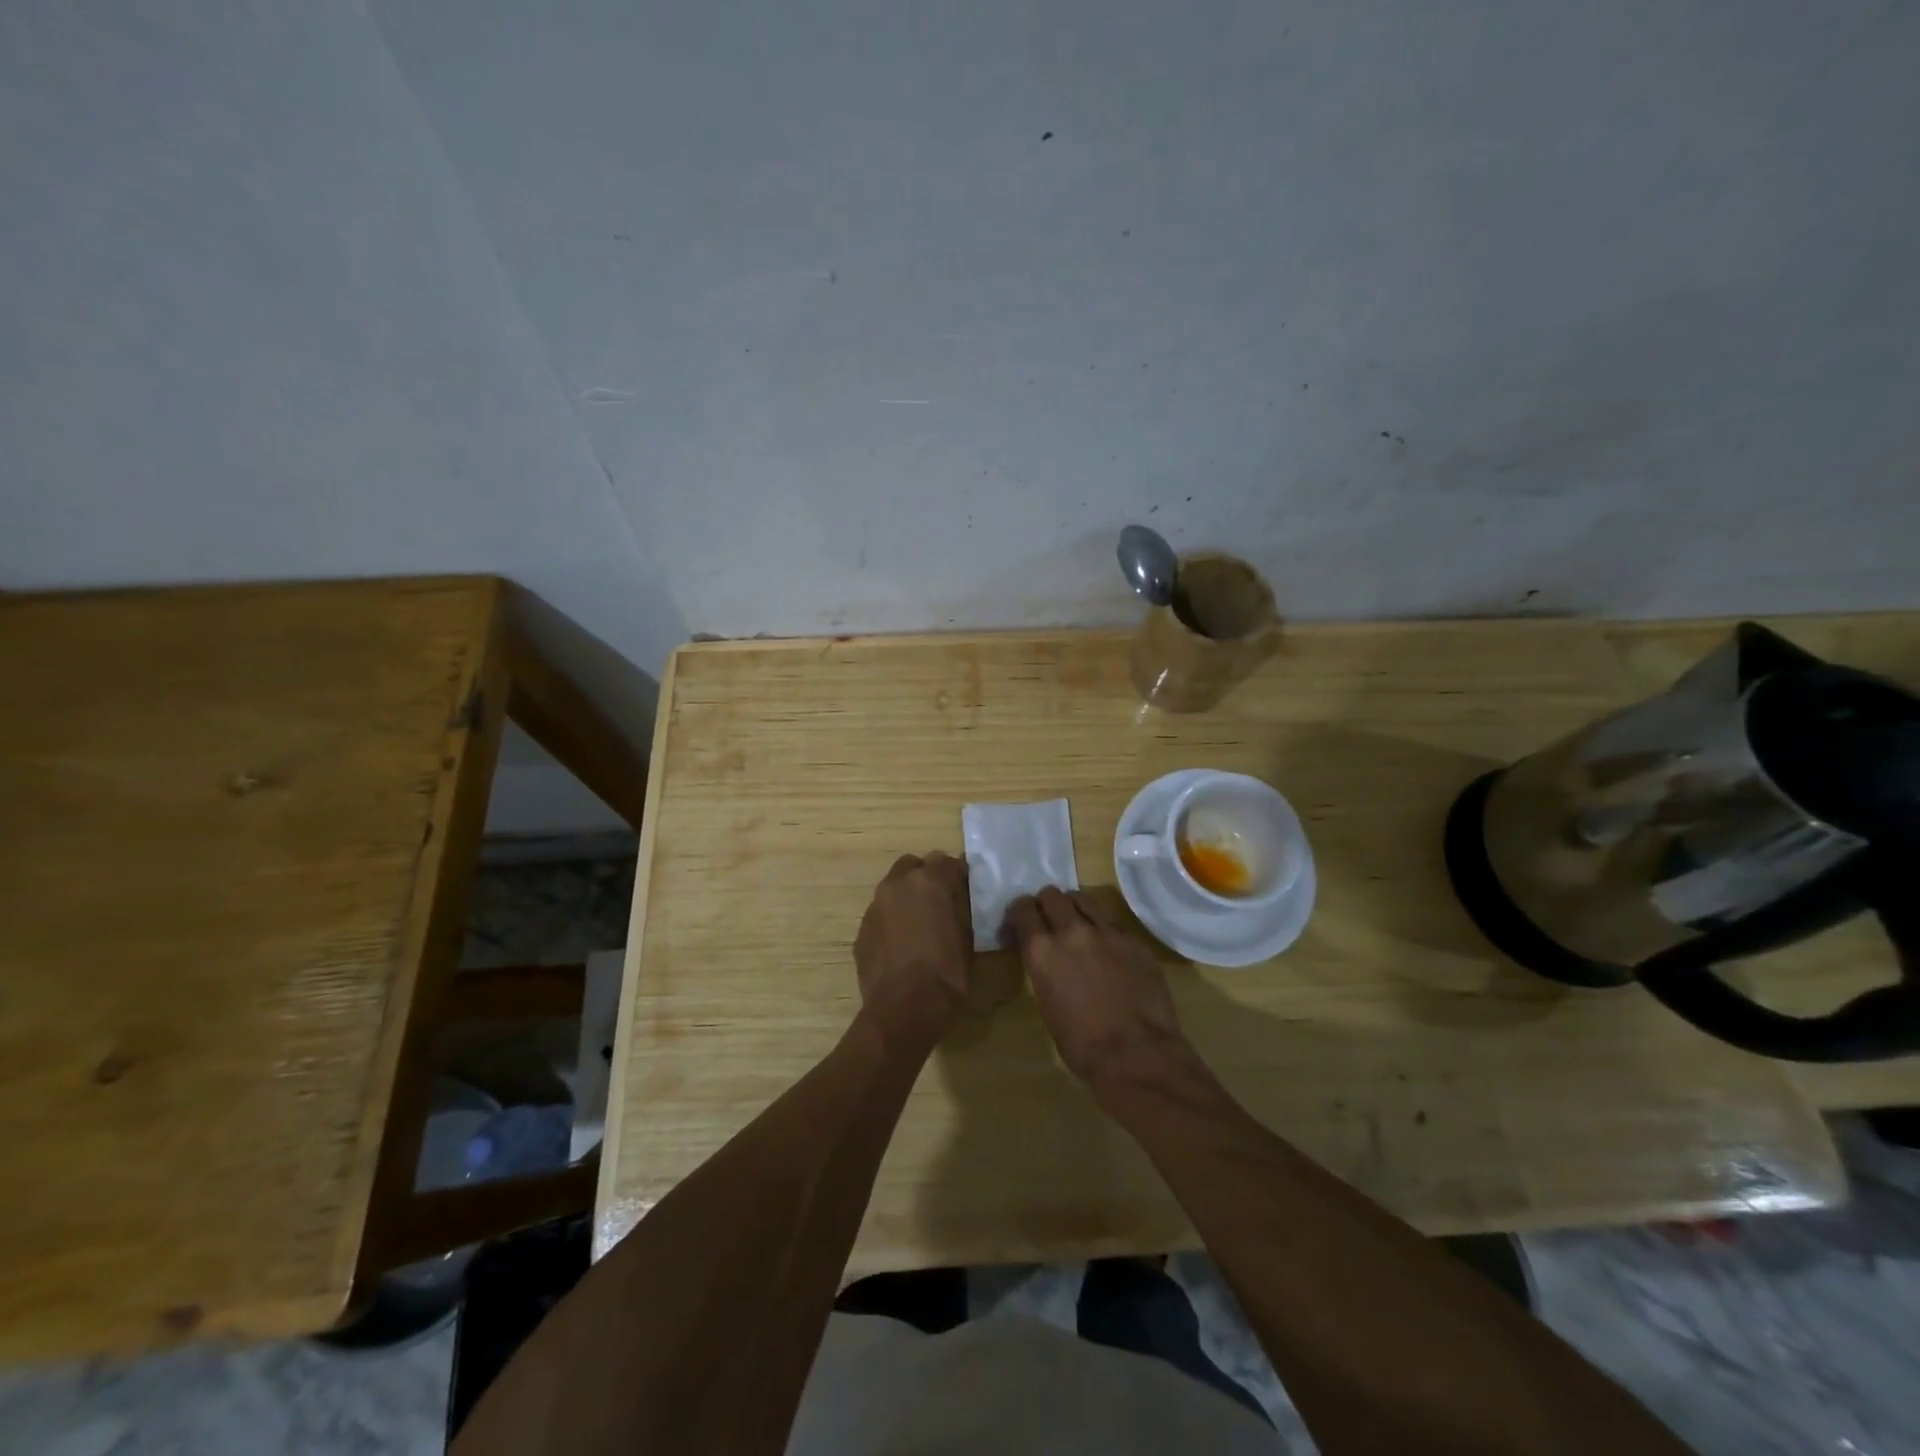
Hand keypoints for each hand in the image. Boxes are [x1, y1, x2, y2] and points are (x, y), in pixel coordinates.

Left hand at [854, 852, 973, 1052]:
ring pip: (893, 889)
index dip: (959, 875)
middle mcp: (897, 885)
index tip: (967, 890)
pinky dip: (892, 920)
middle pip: (913, 866)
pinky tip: (902, 945)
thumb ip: (962, 909)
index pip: (947, 861)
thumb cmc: (945, 975)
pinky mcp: (861, 930)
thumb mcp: (968, 939)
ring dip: (907, 898)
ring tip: (920, 925)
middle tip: (941, 902)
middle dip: (927, 877)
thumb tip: (961, 898)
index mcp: (928, 882)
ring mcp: (874, 907)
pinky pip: (881, 914)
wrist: (902, 1012)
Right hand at [1002, 888, 1191, 1092]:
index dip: (1018, 914)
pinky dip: (1103, 929)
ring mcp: (1107, 931)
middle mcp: (1072, 931)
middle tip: (1048, 921)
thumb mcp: (1047, 1004)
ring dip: (1075, 908)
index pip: (1022, 908)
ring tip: (1078, 925)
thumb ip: (1045, 970)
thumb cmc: (1082, 1045)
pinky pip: (1112, 922)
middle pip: (1052, 895)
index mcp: (1042, 950)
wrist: (1137, 1055)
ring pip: (1084, 899)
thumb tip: (1048, 960)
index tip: (1018, 926)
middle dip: (1046, 904)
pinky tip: (1108, 949)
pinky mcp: (1134, 940)